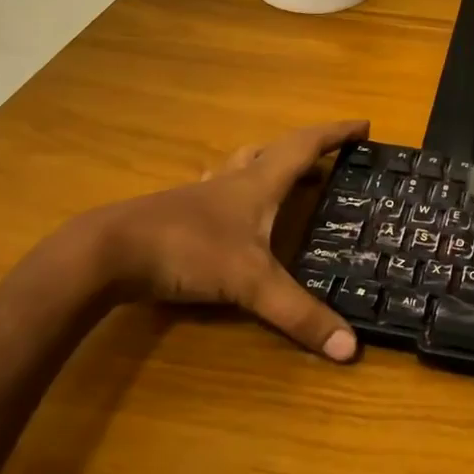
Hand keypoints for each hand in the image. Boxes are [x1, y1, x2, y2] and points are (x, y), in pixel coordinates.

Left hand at [74, 119, 368, 361]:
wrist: (109, 252)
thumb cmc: (188, 250)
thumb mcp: (249, 283)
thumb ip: (298, 313)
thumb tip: (349, 348)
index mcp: (258, 182)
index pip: (306, 145)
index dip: (337, 133)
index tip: (364, 125)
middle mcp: (233, 180)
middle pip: (276, 150)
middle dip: (307, 150)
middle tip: (330, 161)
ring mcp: (203, 195)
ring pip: (243, 165)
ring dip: (269, 164)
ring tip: (286, 178)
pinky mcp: (179, 213)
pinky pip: (218, 189)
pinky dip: (236, 189)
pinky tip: (230, 209)